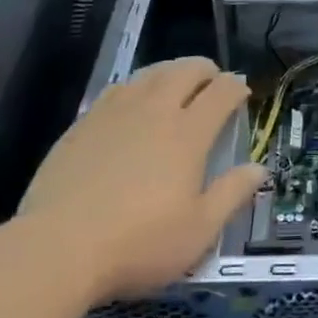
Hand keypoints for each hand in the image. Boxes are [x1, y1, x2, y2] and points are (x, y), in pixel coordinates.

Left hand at [17, 57, 264, 303]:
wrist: (57, 248)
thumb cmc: (138, 244)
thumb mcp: (198, 231)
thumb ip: (232, 194)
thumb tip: (259, 169)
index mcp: (188, 134)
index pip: (221, 92)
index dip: (236, 87)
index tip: (242, 93)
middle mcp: (155, 111)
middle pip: (185, 70)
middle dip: (206, 70)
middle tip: (213, 82)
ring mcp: (116, 113)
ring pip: (150, 73)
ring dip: (171, 72)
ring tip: (176, 85)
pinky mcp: (83, 123)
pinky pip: (118, 89)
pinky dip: (137, 87)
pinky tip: (132, 104)